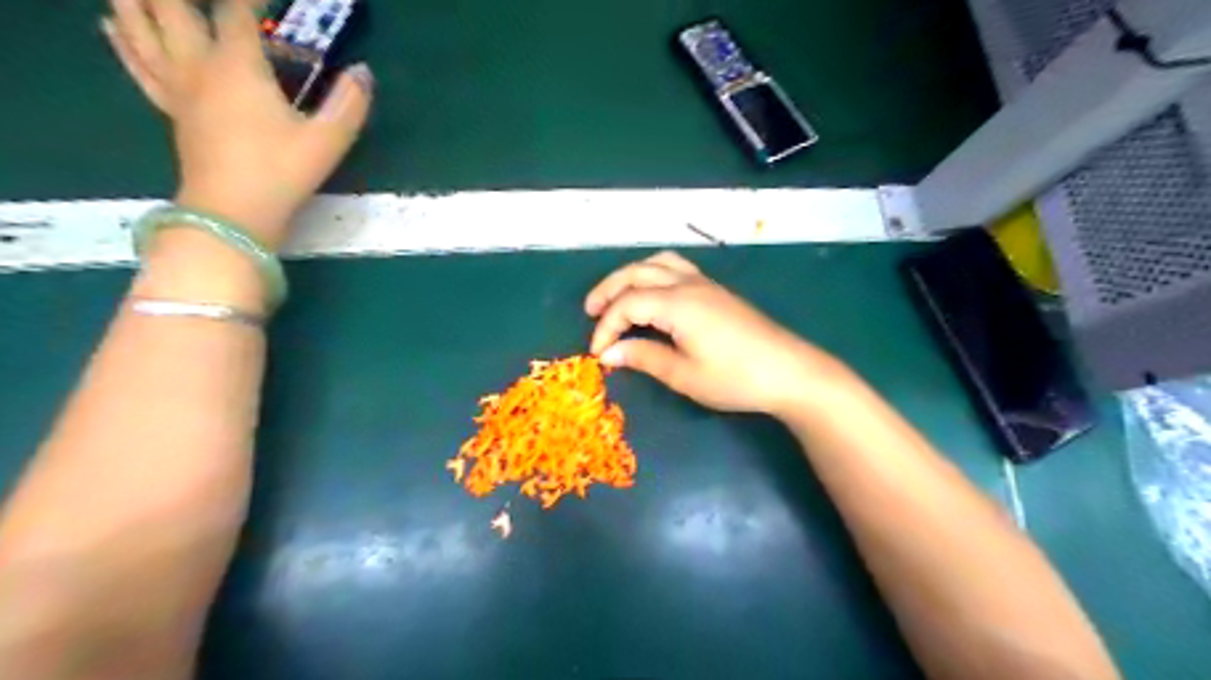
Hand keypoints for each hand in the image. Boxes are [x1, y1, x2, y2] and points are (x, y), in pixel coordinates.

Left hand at [103, 1, 374, 246]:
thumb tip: (364, 72)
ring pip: (142, 28)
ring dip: (139, 3)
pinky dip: (125, 40)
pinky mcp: (171, 111)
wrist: (233, 213)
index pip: (237, 13)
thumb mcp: (328, 141)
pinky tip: (113, 24)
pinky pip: (139, 66)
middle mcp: (200, 66)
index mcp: (238, 67)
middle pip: (174, 8)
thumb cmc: (282, 172)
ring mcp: (179, 88)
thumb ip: (349, 104)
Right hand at [585, 251, 849, 417]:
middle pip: (637, 273)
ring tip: (616, 296)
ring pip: (658, 263)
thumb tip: (610, 353)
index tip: (597, 354)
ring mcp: (705, 284)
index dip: (606, 327)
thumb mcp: (684, 374)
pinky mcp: (716, 291)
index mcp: (677, 303)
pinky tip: (653, 294)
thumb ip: (644, 358)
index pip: (627, 304)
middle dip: (609, 290)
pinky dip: (653, 274)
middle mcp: (688, 284)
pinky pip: (676, 268)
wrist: (789, 372)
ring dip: (631, 276)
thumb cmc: (735, 378)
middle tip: (590, 312)